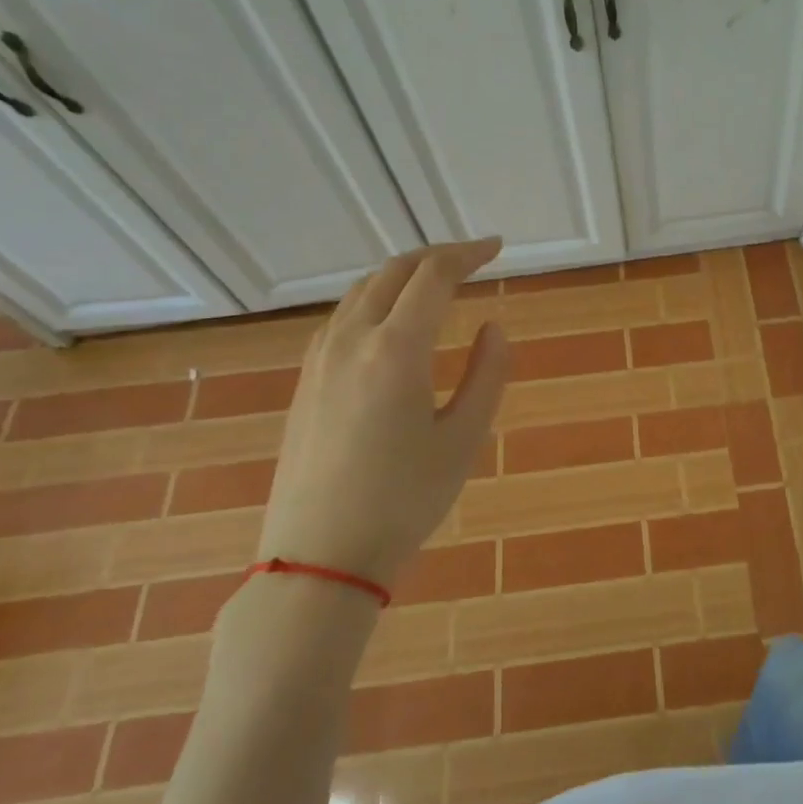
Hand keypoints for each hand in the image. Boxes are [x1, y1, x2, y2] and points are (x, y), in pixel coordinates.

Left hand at [259, 240, 509, 587]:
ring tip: (435, 283)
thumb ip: (488, 375)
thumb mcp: (464, 440)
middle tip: (472, 259)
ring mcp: (320, 358)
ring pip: (362, 291)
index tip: (497, 248)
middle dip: (436, 256)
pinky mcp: (305, 380)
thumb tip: (494, 327)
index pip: (434, 276)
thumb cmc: (404, 500)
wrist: (319, 555)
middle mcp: (352, 339)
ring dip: (402, 275)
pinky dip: (375, 300)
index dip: (468, 254)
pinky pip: (342, 317)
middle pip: (393, 272)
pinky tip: (390, 322)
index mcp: (396, 349)